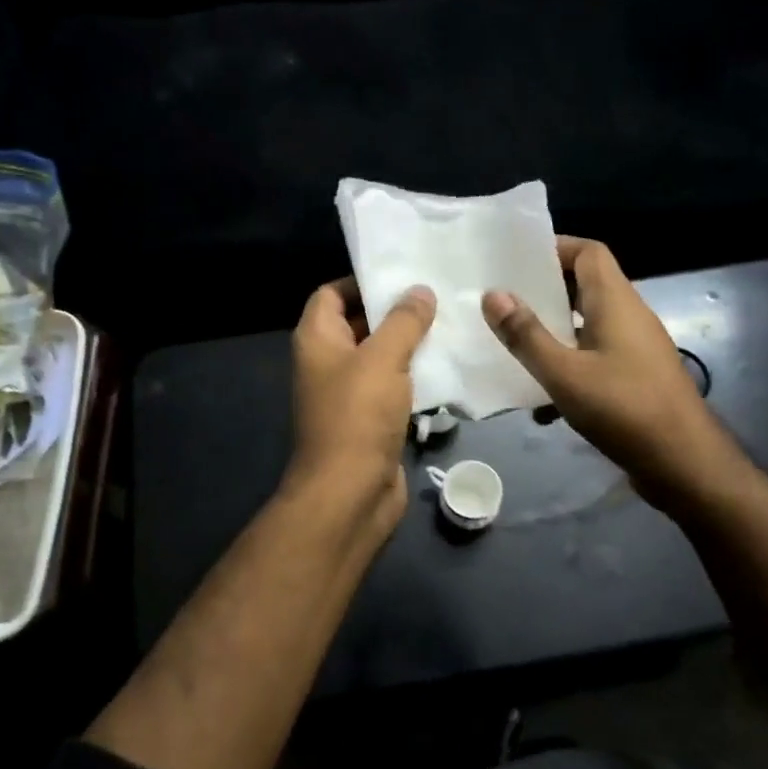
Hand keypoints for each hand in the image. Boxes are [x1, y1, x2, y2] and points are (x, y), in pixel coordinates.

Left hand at [285, 278, 436, 540]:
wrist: (350, 493)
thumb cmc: (358, 416)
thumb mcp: (383, 358)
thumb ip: (403, 321)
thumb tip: (419, 291)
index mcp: (317, 339)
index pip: (331, 293)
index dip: (361, 281)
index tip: (402, 274)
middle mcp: (328, 362)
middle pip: (359, 323)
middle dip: (394, 310)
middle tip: (437, 295)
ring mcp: (348, 393)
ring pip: (380, 357)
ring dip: (409, 344)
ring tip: (450, 323)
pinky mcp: (370, 420)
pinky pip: (393, 387)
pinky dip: (414, 376)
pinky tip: (448, 365)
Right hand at [482, 237, 746, 515]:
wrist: (685, 464)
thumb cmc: (623, 409)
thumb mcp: (564, 373)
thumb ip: (526, 335)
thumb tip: (493, 294)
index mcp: (615, 302)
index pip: (589, 252)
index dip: (554, 247)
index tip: (516, 261)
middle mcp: (629, 317)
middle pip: (585, 287)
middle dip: (545, 294)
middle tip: (505, 304)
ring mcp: (636, 349)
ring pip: (588, 327)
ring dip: (554, 335)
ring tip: (515, 350)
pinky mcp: (637, 378)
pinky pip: (596, 359)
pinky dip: (570, 370)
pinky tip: (543, 405)